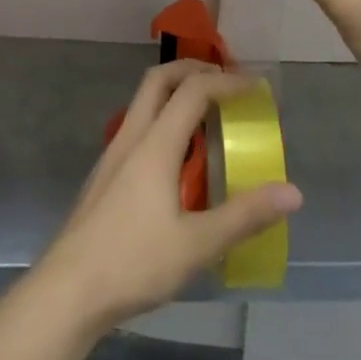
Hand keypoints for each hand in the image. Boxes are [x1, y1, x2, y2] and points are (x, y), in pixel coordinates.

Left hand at [31, 61, 301, 336]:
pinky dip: (163, 118)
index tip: (256, 88)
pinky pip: (138, 126)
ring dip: (175, 92)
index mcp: (155, 144)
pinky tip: (178, 157)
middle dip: (194, 69)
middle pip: (159, 79)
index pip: (192, 90)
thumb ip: (244, 216)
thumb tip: (292, 192)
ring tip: (208, 115)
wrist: (68, 290)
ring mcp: (113, 153)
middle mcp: (131, 136)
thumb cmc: (133, 263)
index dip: (226, 81)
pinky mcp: (105, 174)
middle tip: (226, 81)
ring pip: (144, 101)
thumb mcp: (197, 244)